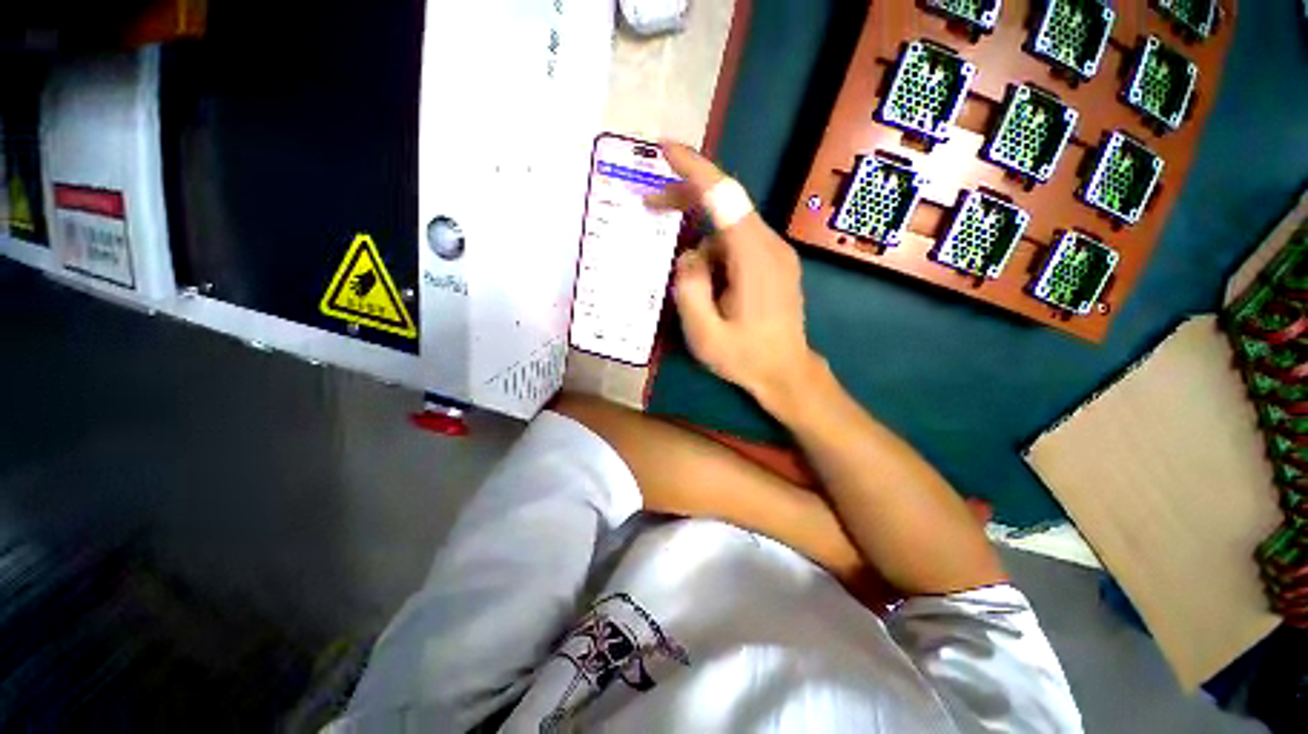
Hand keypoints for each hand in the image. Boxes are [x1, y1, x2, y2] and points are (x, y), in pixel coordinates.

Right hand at [650, 142, 821, 416]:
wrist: (787, 373)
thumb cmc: (746, 358)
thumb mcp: (704, 334)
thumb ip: (689, 288)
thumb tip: (689, 255)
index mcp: (753, 259)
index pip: (723, 196)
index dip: (693, 167)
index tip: (663, 148)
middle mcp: (770, 245)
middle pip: (725, 203)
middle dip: (685, 200)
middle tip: (651, 207)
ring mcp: (776, 253)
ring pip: (728, 229)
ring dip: (700, 246)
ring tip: (696, 294)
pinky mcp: (775, 262)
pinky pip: (738, 243)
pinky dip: (715, 254)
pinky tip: (712, 289)